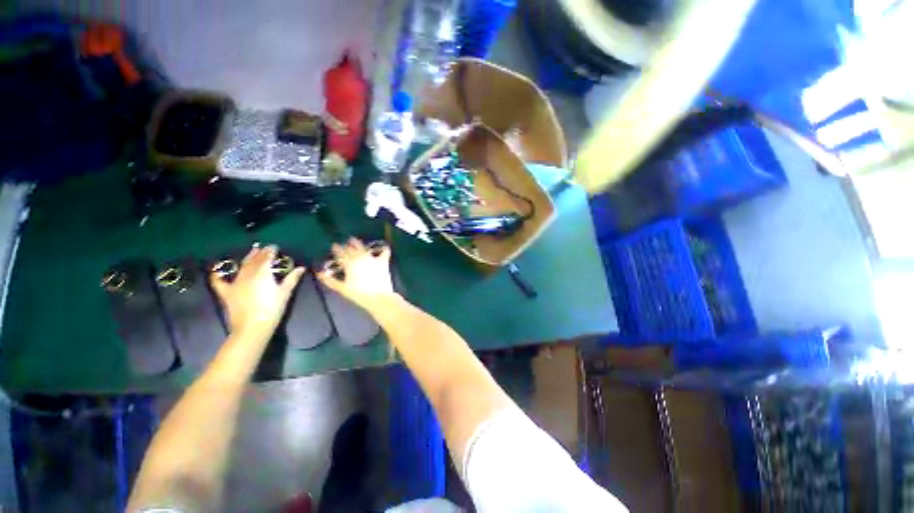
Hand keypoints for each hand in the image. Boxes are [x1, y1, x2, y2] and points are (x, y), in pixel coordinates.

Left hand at [210, 245, 304, 338]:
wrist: (253, 326)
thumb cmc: (273, 309)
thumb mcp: (285, 293)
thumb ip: (292, 278)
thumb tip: (301, 268)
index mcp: (263, 273)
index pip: (267, 258)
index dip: (271, 251)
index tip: (275, 247)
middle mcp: (248, 274)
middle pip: (254, 260)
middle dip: (259, 253)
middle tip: (264, 248)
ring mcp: (236, 282)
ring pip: (242, 267)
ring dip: (247, 258)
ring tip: (252, 253)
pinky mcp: (227, 292)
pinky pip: (219, 281)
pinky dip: (217, 274)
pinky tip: (217, 270)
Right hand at [318, 238, 395, 311]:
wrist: (379, 297)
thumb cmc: (359, 294)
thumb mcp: (342, 289)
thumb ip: (330, 281)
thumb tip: (319, 273)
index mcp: (349, 264)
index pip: (341, 253)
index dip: (337, 249)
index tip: (334, 246)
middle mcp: (360, 258)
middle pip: (352, 249)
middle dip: (347, 245)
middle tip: (345, 243)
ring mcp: (372, 259)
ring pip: (364, 248)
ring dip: (358, 244)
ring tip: (355, 240)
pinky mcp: (383, 262)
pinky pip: (384, 252)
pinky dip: (384, 249)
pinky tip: (383, 247)